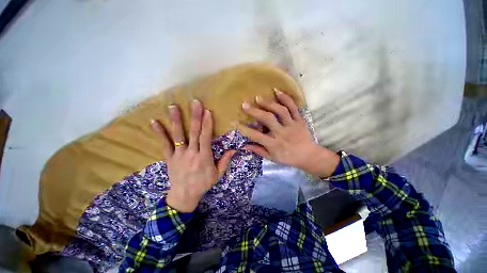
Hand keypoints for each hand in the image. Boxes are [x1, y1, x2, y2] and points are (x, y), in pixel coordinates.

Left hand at [151, 100, 234, 211]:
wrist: (184, 196)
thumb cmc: (203, 184)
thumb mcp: (217, 174)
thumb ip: (225, 161)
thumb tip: (233, 149)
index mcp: (204, 157)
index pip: (205, 137)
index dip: (207, 124)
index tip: (207, 112)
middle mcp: (191, 153)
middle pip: (193, 132)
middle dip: (195, 117)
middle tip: (195, 103)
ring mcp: (179, 154)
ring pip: (178, 135)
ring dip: (176, 120)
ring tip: (173, 106)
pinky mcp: (169, 157)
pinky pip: (165, 144)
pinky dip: (160, 133)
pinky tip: (154, 122)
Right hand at [238, 89, 339, 177]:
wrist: (309, 156)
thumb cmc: (288, 158)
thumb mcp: (272, 158)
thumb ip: (258, 151)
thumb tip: (244, 145)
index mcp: (274, 144)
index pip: (256, 136)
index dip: (245, 129)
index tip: (235, 122)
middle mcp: (282, 133)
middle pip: (268, 119)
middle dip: (255, 111)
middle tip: (245, 105)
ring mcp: (292, 125)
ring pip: (280, 111)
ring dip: (268, 103)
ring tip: (258, 98)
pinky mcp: (299, 120)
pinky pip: (293, 107)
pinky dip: (286, 98)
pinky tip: (277, 91)